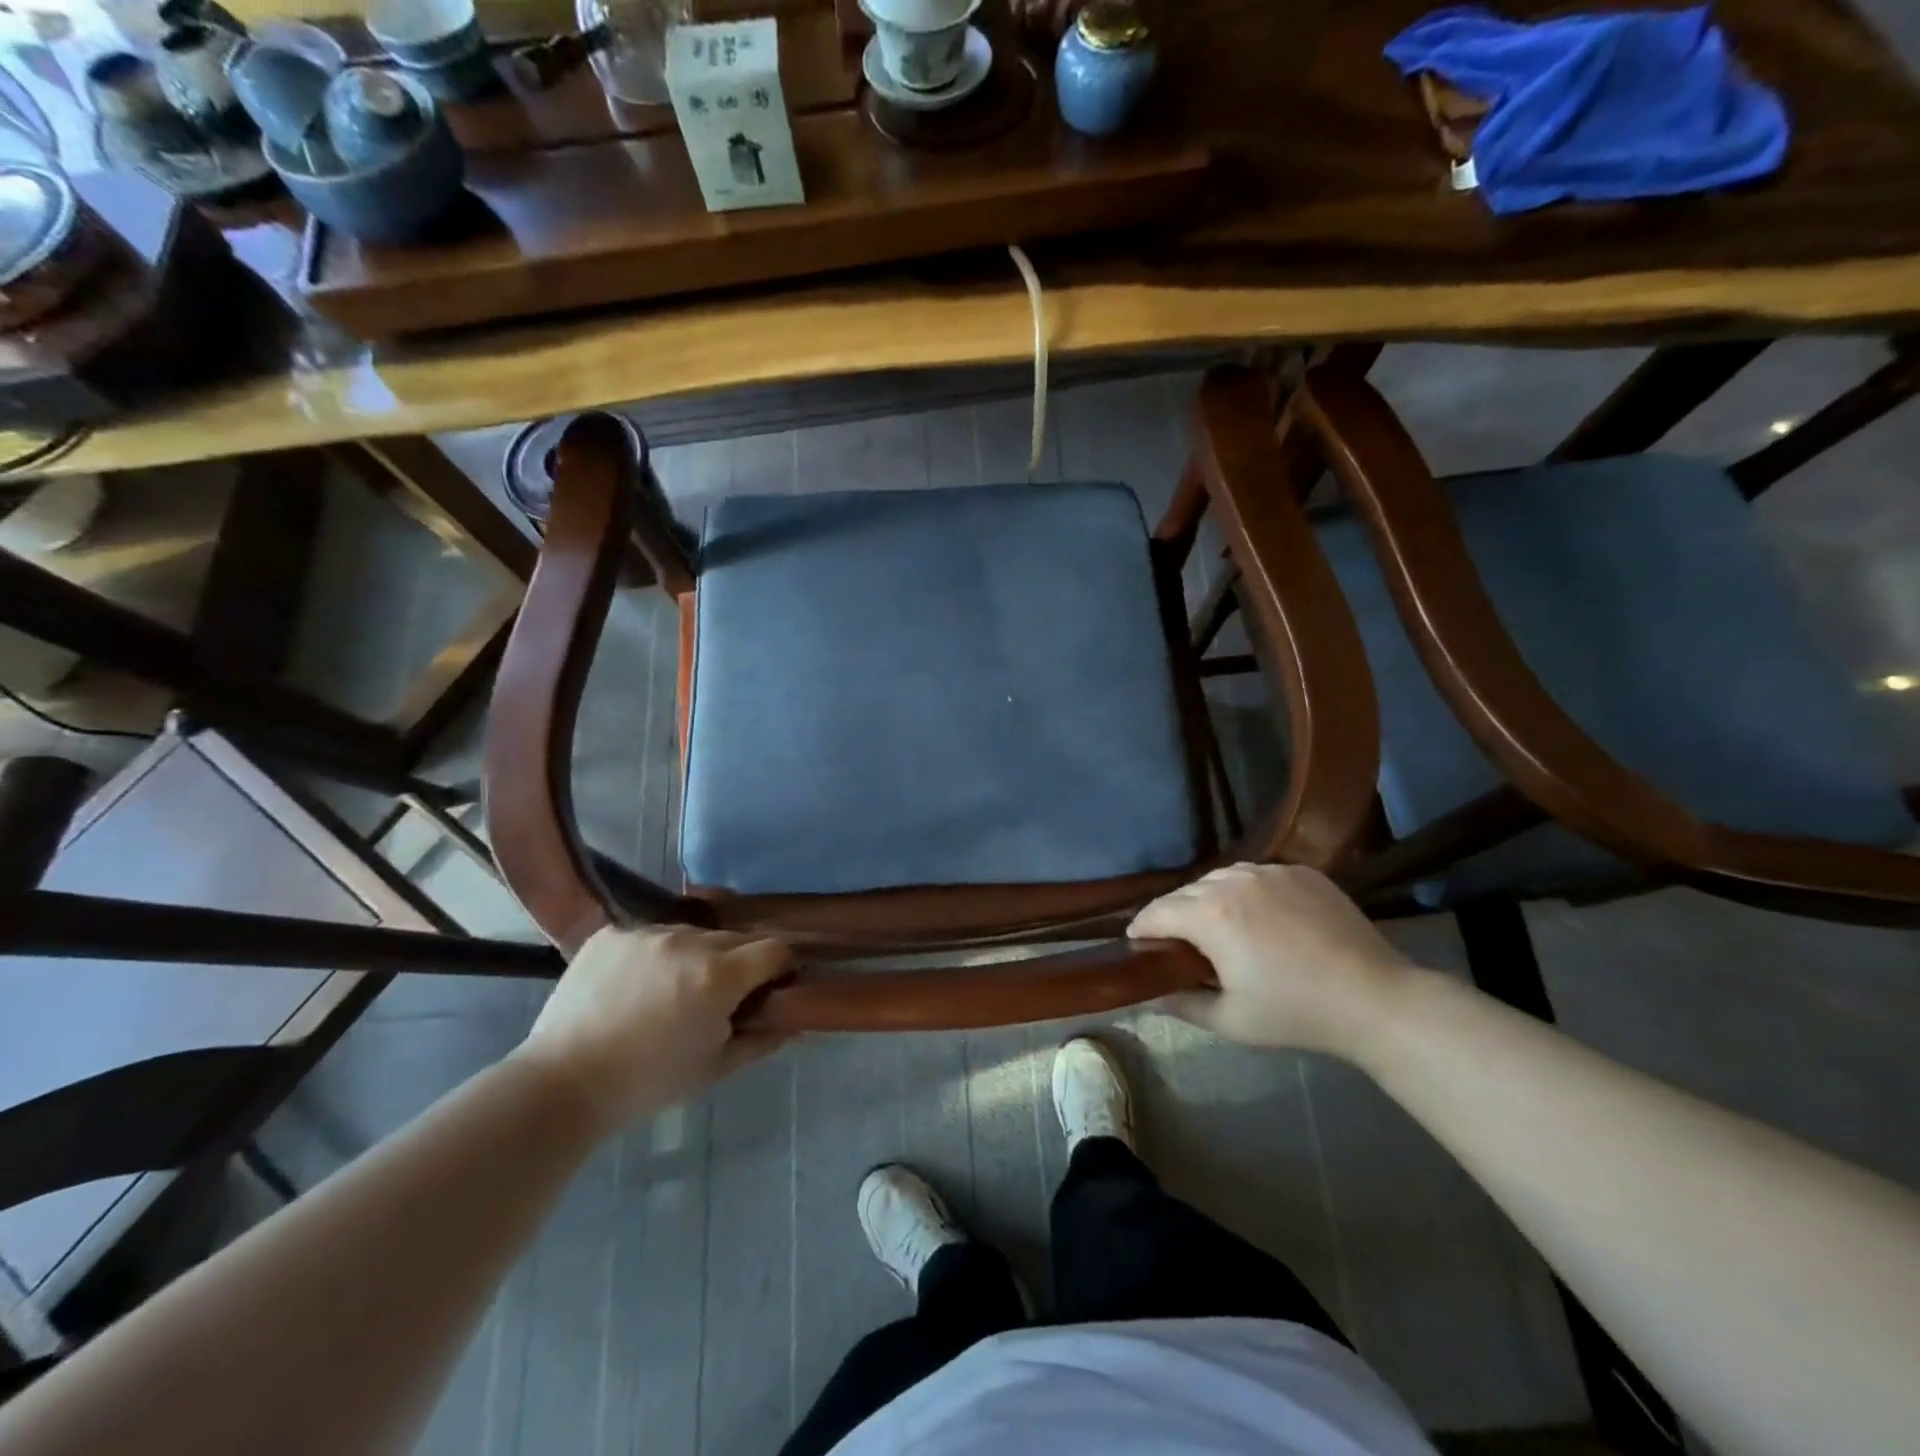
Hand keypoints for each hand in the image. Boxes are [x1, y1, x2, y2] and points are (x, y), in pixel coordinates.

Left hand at [513, 925, 793, 1131]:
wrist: (562, 1084)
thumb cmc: (648, 1082)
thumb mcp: (715, 1068)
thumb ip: (761, 1040)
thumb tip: (791, 1022)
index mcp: (719, 975)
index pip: (775, 949)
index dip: (782, 966)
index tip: (774, 984)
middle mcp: (688, 942)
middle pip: (735, 938)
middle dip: (739, 962)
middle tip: (722, 995)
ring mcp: (646, 933)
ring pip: (691, 934)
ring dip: (696, 955)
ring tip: (672, 990)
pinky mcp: (611, 934)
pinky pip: (649, 935)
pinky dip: (654, 955)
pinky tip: (635, 985)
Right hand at [1128, 863, 1415, 1059]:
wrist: (1374, 999)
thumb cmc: (1295, 1013)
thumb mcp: (1230, 1020)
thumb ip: (1182, 1004)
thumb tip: (1151, 994)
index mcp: (1210, 915)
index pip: (1156, 912)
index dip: (1141, 928)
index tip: (1136, 942)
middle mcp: (1233, 881)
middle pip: (1185, 892)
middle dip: (1173, 914)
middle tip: (1177, 942)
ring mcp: (1270, 871)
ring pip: (1220, 877)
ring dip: (1207, 898)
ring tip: (1217, 925)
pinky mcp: (1301, 871)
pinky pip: (1256, 874)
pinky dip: (1245, 891)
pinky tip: (1258, 916)